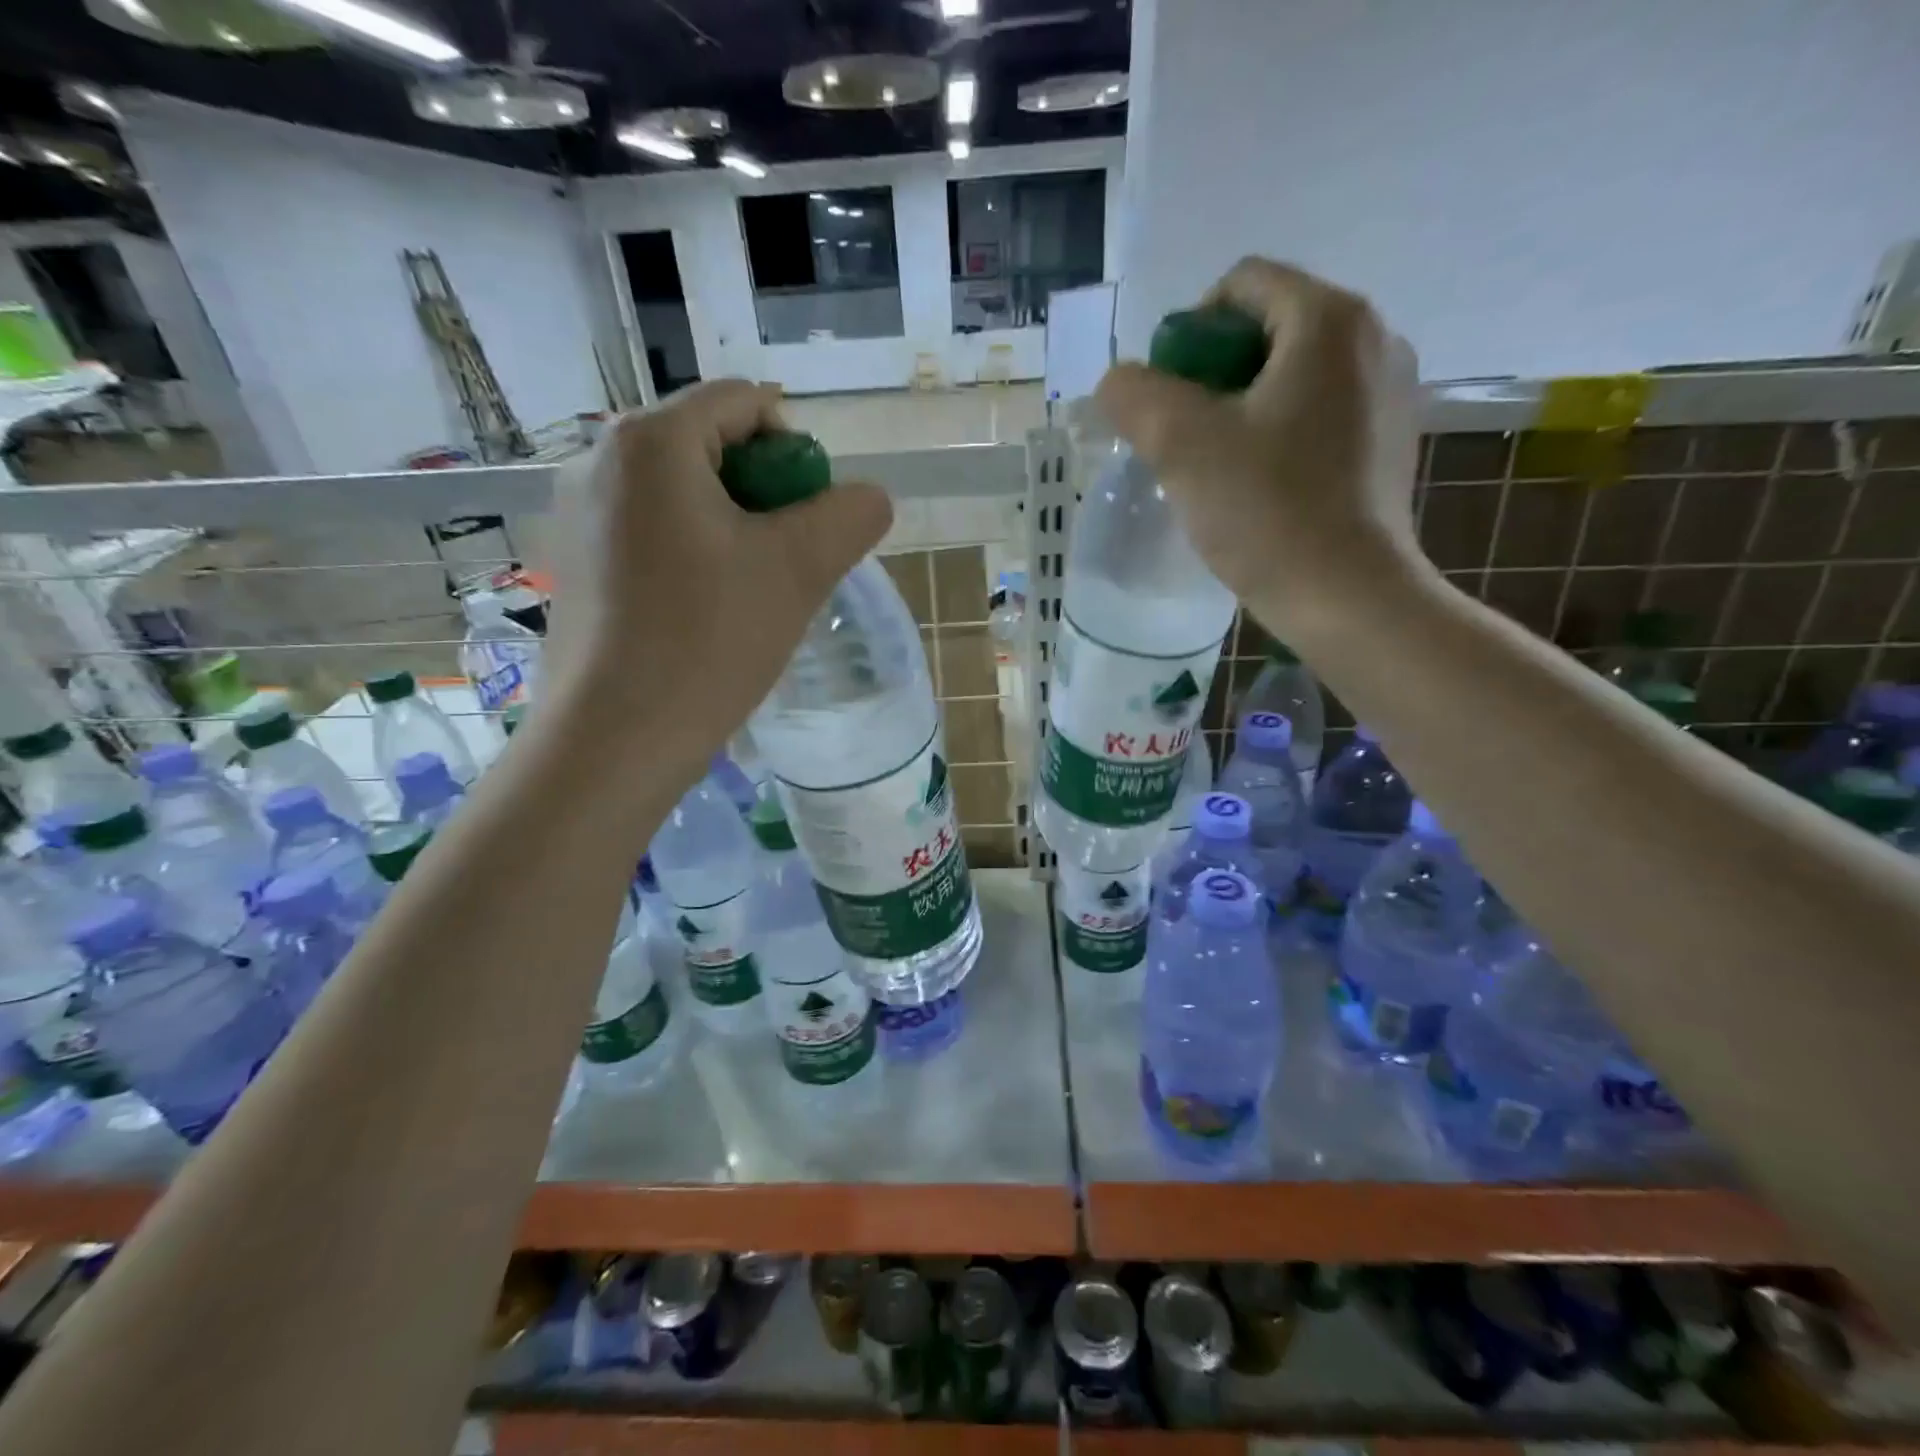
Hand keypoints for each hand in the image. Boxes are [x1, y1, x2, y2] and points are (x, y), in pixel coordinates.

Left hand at [543, 380, 891, 777]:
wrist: (616, 739)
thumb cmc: (708, 641)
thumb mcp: (799, 569)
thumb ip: (850, 515)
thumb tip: (869, 498)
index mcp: (650, 440)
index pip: (746, 404)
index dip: (797, 455)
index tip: (808, 524)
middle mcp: (599, 458)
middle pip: (713, 446)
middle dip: (765, 498)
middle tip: (783, 565)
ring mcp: (577, 512)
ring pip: (684, 494)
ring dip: (733, 531)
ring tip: (747, 595)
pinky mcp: (574, 561)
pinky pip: (653, 531)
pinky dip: (693, 554)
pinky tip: (703, 613)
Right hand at [1095, 258, 1426, 635]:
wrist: (1347, 596)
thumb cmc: (1266, 511)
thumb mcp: (1180, 444)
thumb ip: (1135, 395)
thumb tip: (1119, 383)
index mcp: (1329, 319)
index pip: (1241, 285)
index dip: (1187, 333)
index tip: (1169, 399)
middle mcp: (1374, 338)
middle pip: (1268, 328)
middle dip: (1212, 377)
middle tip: (1185, 438)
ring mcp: (1390, 392)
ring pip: (1292, 376)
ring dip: (1242, 409)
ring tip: (1218, 468)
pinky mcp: (1390, 441)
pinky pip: (1318, 414)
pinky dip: (1279, 434)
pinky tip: (1260, 487)